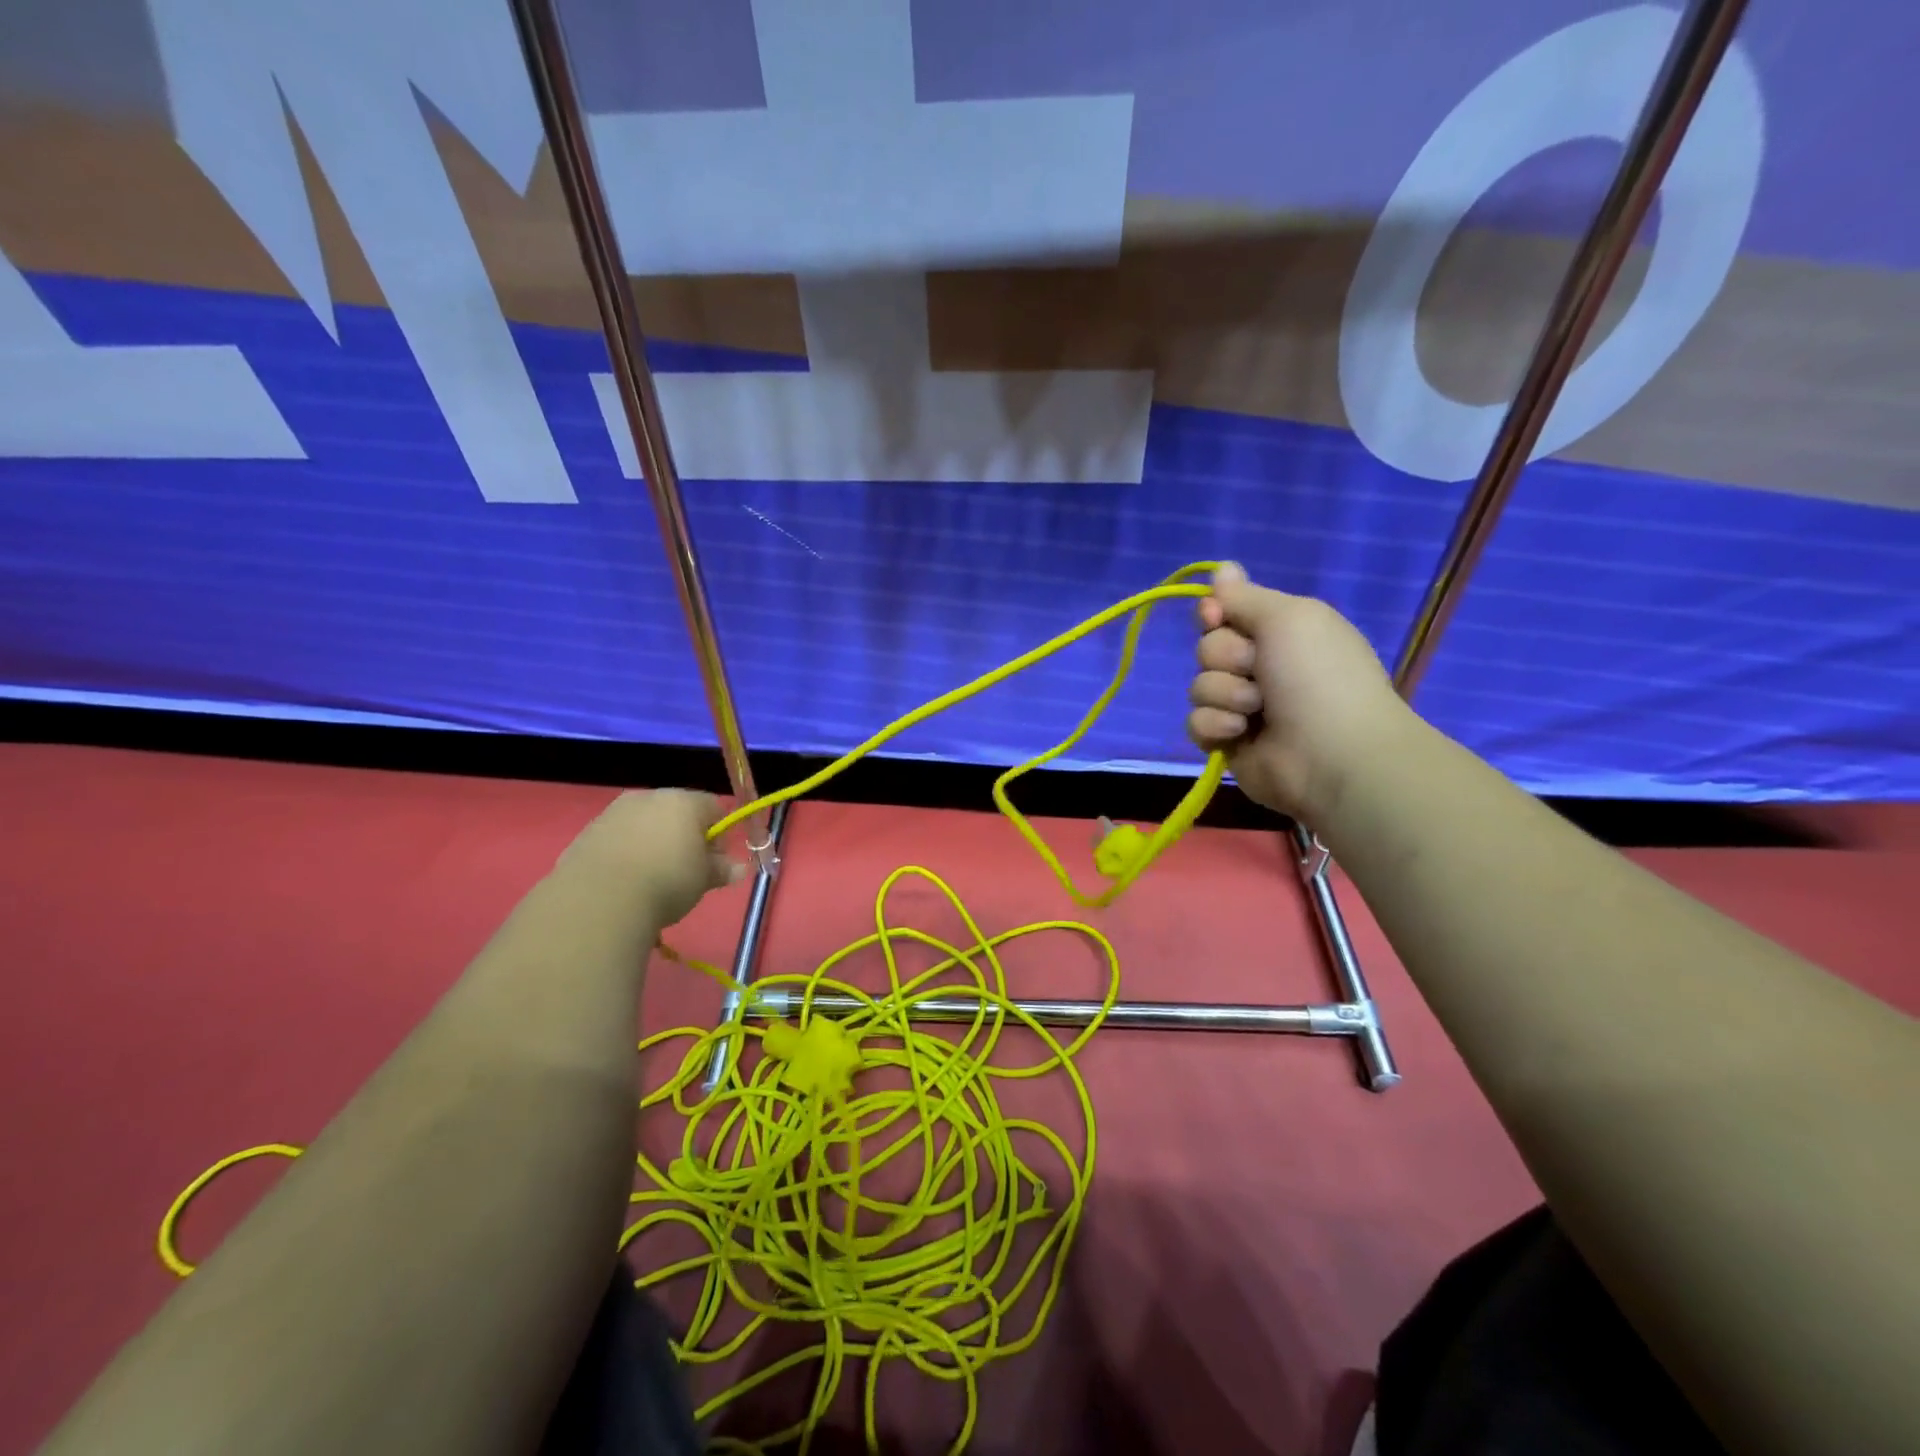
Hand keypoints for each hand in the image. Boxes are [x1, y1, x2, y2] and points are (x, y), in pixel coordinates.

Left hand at [556, 789, 743, 925]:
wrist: (599, 899)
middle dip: (687, 836)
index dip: (720, 834)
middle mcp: (649, 797)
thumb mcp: (703, 880)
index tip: (716, 862)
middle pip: (678, 811)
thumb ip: (722, 870)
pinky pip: (619, 837)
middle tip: (688, 871)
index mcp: (684, 801)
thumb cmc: (666, 881)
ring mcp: (615, 812)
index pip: (715, 807)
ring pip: (646, 823)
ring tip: (653, 878)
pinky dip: (628, 852)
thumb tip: (739, 869)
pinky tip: (626, 879)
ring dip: (655, 842)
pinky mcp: (588, 832)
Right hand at [1188, 562, 1412, 822]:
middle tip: (1257, 670)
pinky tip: (1240, 733)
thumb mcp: (1288, 618)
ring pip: (1199, 686)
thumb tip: (1222, 567)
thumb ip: (1246, 597)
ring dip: (1224, 694)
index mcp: (1281, 633)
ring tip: (1256, 710)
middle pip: (1207, 647)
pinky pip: (1195, 723)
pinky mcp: (1227, 742)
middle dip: (1225, 657)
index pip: (1226, 612)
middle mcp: (1261, 666)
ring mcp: (1242, 707)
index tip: (1215, 616)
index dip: (1214, 613)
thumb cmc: (1317, 677)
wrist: (1330, 755)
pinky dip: (1215, 725)